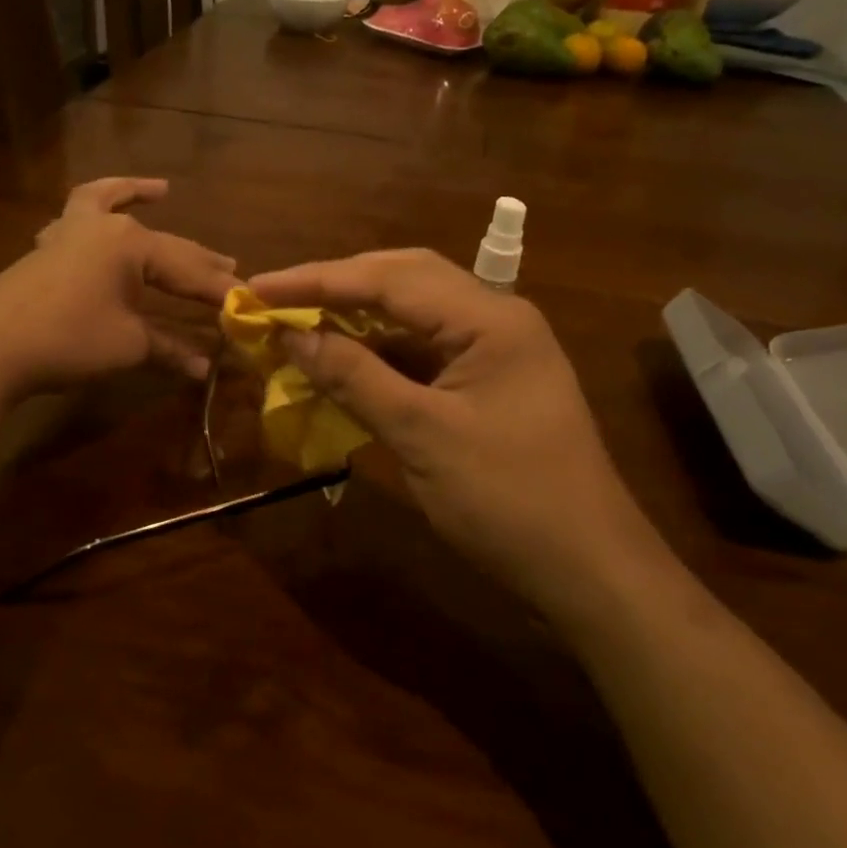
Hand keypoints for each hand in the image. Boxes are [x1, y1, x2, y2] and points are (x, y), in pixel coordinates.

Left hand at [0, 178, 239, 399]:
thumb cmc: (68, 339)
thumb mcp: (128, 345)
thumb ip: (169, 349)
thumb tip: (205, 368)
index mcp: (132, 243)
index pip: (189, 269)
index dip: (219, 290)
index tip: (247, 305)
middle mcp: (104, 228)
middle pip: (162, 243)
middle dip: (196, 259)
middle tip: (229, 266)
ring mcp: (70, 233)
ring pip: (110, 205)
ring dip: (135, 198)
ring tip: (160, 189)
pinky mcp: (47, 249)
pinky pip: (75, 217)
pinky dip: (94, 209)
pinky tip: (93, 216)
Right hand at [247, 249, 656, 602]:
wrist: (589, 568)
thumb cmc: (508, 500)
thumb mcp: (422, 436)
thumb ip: (355, 378)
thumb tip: (293, 335)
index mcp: (489, 318)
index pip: (390, 279)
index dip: (318, 280)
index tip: (258, 287)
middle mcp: (495, 318)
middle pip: (404, 279)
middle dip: (337, 285)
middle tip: (277, 296)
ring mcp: (494, 350)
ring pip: (413, 314)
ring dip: (357, 317)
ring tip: (300, 322)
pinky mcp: (488, 382)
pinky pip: (424, 350)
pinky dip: (379, 352)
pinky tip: (343, 360)